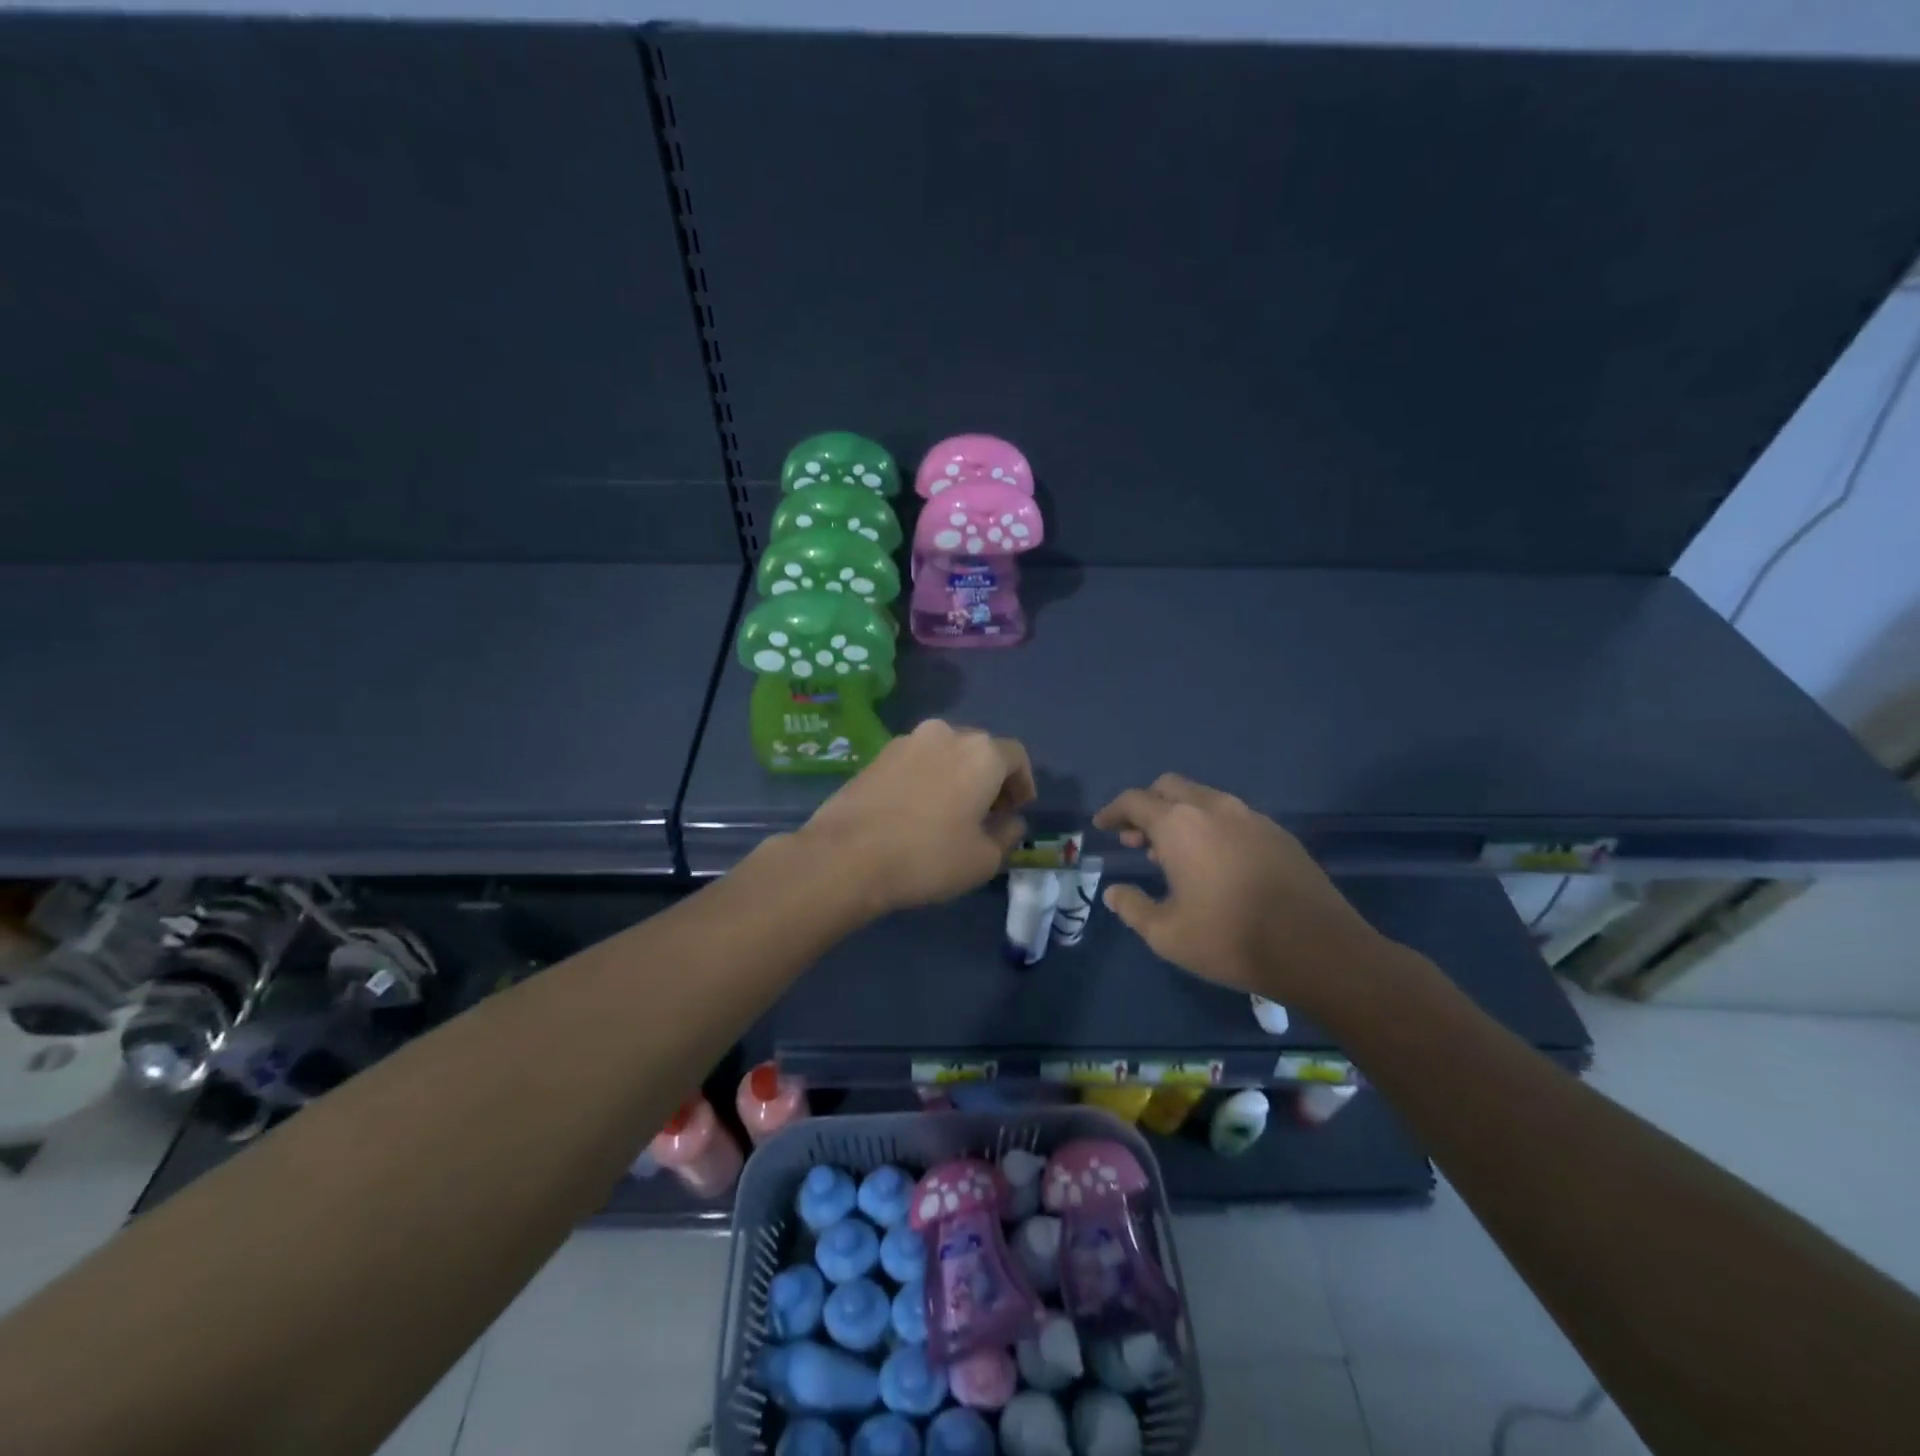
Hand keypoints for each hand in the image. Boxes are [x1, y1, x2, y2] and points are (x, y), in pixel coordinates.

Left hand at [801, 720, 1036, 914]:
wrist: (846, 856)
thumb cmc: (928, 857)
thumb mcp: (983, 859)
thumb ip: (1007, 835)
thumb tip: (1010, 822)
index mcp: (981, 752)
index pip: (1016, 756)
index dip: (1023, 783)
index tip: (1018, 809)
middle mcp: (946, 734)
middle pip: (980, 750)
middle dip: (989, 778)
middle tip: (988, 813)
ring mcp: (906, 741)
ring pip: (945, 753)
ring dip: (956, 776)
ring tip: (951, 812)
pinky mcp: (876, 755)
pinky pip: (916, 762)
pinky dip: (927, 779)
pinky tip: (918, 811)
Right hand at [1093, 774, 1394, 1007]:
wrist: (1317, 949)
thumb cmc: (1230, 939)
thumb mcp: (1166, 934)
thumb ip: (1132, 907)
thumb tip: (1114, 892)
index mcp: (1179, 825)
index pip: (1134, 801)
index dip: (1113, 812)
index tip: (1102, 826)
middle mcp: (1213, 807)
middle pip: (1169, 787)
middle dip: (1146, 806)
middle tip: (1135, 839)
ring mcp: (1250, 816)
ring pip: (1202, 799)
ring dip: (1179, 816)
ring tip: (1171, 853)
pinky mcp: (1278, 833)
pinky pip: (1231, 816)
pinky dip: (1210, 826)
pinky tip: (1213, 861)